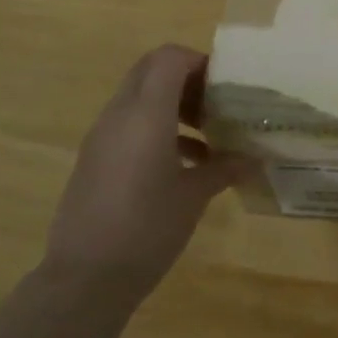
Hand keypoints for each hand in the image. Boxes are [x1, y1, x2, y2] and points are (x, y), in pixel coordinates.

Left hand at [43, 44, 248, 300]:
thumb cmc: (147, 228)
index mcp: (146, 114)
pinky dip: (157, 127)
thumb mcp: (194, 196)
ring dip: (172, 104)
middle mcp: (119, 116)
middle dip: (186, 78)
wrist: (85, 279)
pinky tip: (185, 163)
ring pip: (139, 97)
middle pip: (151, 70)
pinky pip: (128, 124)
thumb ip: (223, 168)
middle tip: (216, 103)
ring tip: (207, 134)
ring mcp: (102, 137)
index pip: (169, 58)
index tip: (224, 86)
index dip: (199, 61)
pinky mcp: (94, 159)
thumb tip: (252, 159)